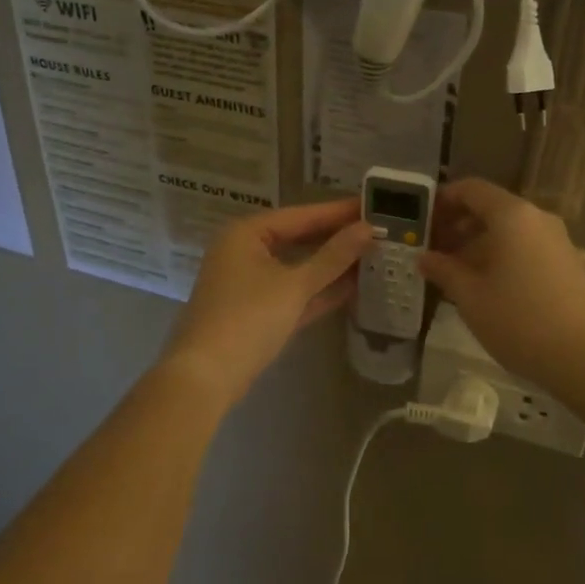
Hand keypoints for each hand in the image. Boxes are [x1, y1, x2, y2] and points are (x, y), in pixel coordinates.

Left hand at [159, 199, 373, 403]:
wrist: (206, 377)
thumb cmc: (248, 319)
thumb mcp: (294, 285)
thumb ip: (333, 257)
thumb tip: (368, 229)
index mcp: (247, 234)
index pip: (301, 215)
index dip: (338, 212)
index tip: (374, 206)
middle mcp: (245, 251)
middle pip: (299, 239)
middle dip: (337, 239)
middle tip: (379, 231)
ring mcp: (249, 283)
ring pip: (298, 267)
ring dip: (332, 265)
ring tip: (374, 255)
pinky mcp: (257, 311)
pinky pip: (293, 292)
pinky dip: (319, 290)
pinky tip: (354, 286)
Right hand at [420, 178, 584, 388]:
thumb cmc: (519, 320)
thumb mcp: (470, 297)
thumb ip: (443, 270)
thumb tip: (424, 258)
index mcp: (511, 215)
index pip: (471, 189)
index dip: (443, 200)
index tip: (422, 222)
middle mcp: (537, 218)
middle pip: (490, 208)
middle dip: (458, 226)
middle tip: (432, 251)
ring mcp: (556, 241)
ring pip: (509, 231)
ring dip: (478, 245)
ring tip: (453, 274)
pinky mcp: (567, 264)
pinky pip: (525, 248)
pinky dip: (501, 257)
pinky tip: (486, 288)